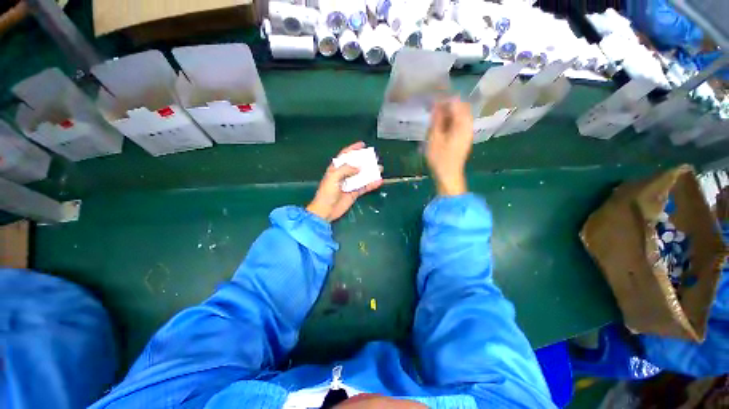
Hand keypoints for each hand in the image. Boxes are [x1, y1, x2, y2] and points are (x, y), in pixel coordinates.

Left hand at [307, 142, 383, 221]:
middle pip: (356, 165)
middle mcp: (344, 175)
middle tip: (374, 158)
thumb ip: (345, 170)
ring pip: (362, 176)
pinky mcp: (354, 193)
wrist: (326, 210)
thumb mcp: (333, 178)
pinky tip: (378, 181)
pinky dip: (371, 184)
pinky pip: (365, 187)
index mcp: (336, 169)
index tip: (362, 144)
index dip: (353, 149)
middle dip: (364, 160)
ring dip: (370, 172)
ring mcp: (350, 184)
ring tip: (380, 168)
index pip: (345, 155)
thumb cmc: (327, 193)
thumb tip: (358, 167)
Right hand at [426, 98, 472, 195]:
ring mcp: (468, 132)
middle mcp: (468, 125)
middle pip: (461, 107)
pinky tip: (441, 128)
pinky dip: (450, 122)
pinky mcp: (464, 138)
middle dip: (447, 106)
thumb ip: (436, 120)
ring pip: (460, 115)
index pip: (456, 102)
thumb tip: (437, 105)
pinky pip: (459, 123)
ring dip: (448, 114)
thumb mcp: (434, 138)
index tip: (431, 104)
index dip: (444, 100)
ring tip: (435, 120)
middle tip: (432, 112)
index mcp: (462, 124)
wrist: (448, 175)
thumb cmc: (440, 158)